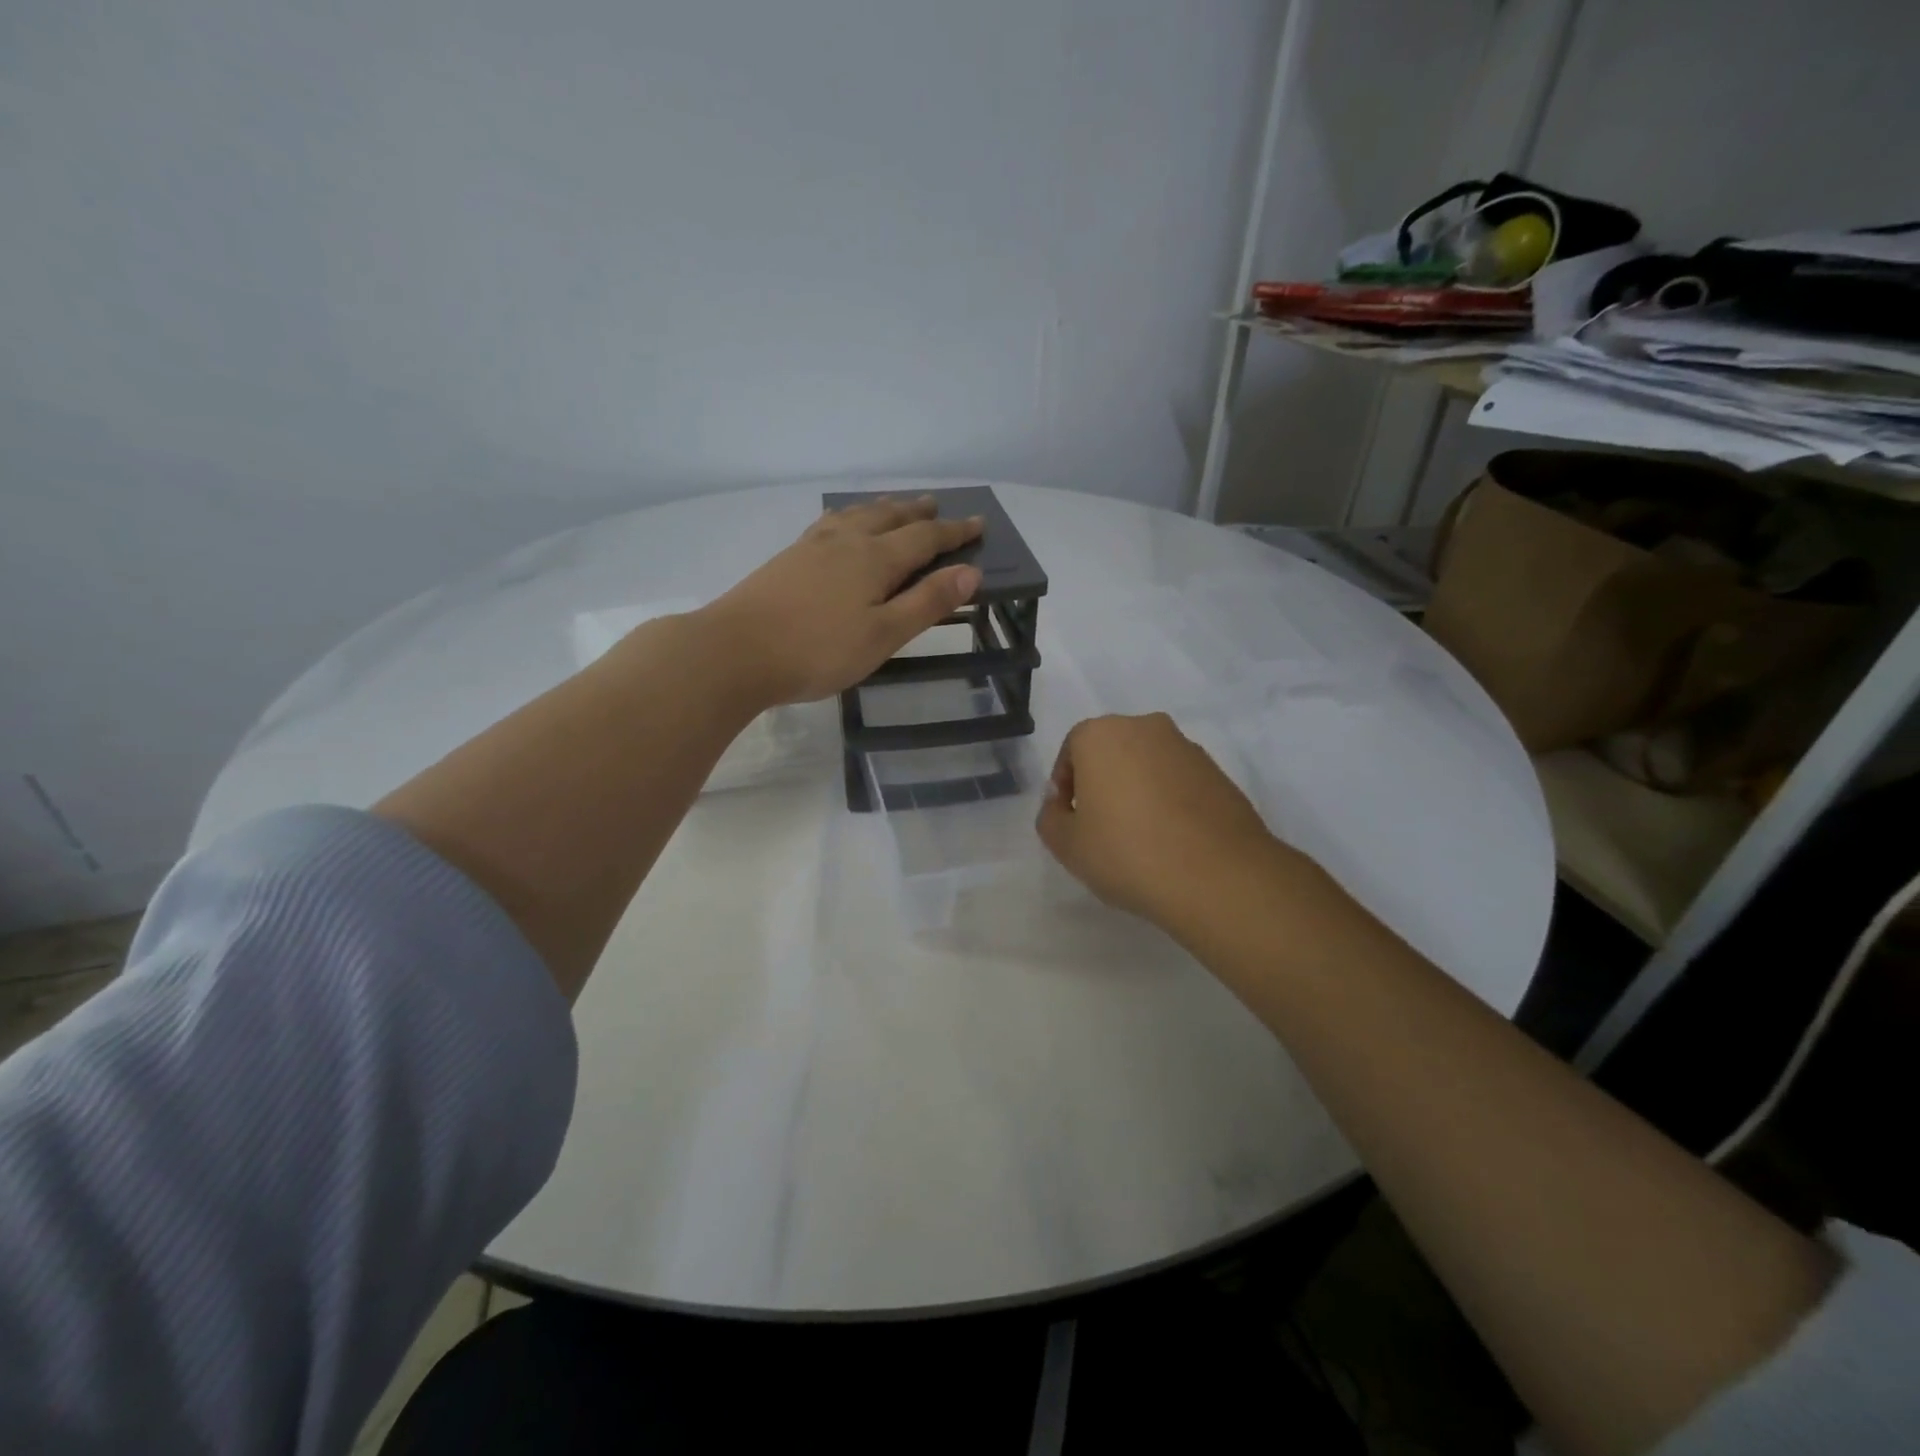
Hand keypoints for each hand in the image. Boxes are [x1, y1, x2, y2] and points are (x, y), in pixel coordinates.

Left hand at [698, 496, 983, 705]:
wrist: (736, 650)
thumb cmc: (818, 650)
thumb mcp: (883, 635)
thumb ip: (926, 603)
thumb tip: (970, 572)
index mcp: (875, 559)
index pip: (925, 539)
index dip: (954, 532)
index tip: (979, 523)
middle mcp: (846, 542)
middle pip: (889, 517)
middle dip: (918, 513)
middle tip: (937, 506)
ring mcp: (813, 546)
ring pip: (857, 515)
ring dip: (883, 508)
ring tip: (895, 506)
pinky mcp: (789, 558)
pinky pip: (831, 523)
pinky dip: (849, 517)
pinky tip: (840, 525)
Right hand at [1036, 713, 1287, 930]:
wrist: (1217, 876)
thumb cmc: (1127, 852)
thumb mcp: (1066, 845)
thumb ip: (1051, 817)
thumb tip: (1062, 804)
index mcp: (1101, 734)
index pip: (1071, 751)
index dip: (1065, 788)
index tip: (1071, 822)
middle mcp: (1145, 727)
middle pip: (1111, 753)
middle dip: (1102, 784)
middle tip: (1101, 828)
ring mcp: (1187, 747)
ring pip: (1147, 765)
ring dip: (1137, 792)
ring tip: (1139, 839)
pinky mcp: (1218, 772)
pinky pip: (1179, 782)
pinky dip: (1169, 802)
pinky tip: (1171, 841)